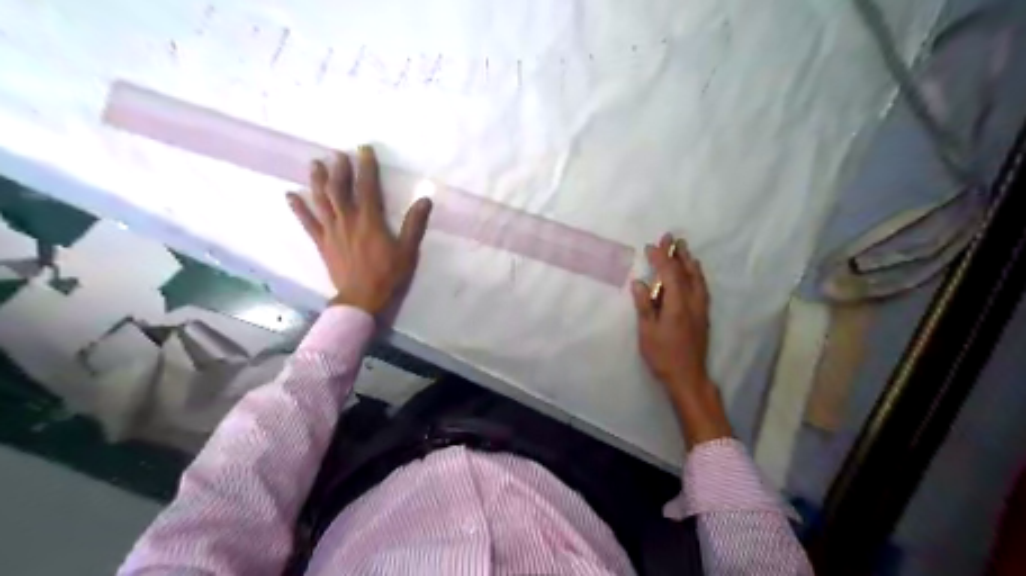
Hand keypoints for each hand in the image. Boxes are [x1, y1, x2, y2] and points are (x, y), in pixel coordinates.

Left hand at [286, 143, 432, 313]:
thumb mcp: (407, 251)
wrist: (362, 298)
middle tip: (337, 154)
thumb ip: (414, 224)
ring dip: (317, 181)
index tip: (364, 150)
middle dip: (339, 169)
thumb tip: (425, 200)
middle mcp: (347, 220)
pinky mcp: (322, 243)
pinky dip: (298, 209)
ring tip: (315, 164)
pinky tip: (290, 195)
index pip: (367, 187)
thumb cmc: (388, 275)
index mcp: (369, 220)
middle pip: (339, 189)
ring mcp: (331, 231)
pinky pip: (308, 223)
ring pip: (321, 201)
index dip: (366, 167)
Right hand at [630, 233, 710, 398]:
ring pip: (698, 279)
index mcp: (677, 304)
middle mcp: (693, 301)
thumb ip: (645, 305)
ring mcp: (701, 308)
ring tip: (684, 250)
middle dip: (678, 254)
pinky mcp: (703, 316)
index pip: (670, 274)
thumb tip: (639, 283)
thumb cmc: (663, 355)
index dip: (661, 258)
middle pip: (688, 272)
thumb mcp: (647, 331)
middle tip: (672, 238)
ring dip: (689, 262)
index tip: (651, 246)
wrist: (689, 377)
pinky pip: (701, 287)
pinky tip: (693, 274)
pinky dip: (696, 275)